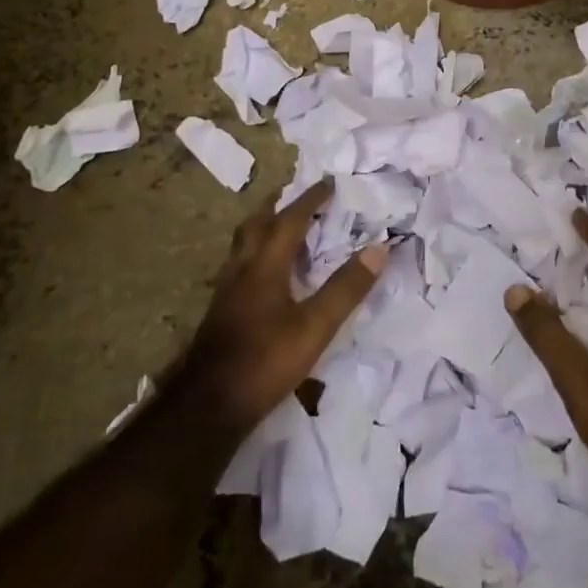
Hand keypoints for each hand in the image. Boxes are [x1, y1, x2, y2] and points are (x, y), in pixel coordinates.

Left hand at [174, 181, 384, 436]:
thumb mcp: (315, 326)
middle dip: (278, 205)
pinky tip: (263, 274)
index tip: (328, 182)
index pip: (290, 220)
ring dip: (263, 228)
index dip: (310, 199)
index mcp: (265, 265)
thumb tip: (379, 247)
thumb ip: (346, 288)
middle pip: (257, 224)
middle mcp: (242, 269)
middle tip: (296, 196)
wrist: (208, 405)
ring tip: (280, 227)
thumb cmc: (265, 360)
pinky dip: (256, 254)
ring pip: (244, 245)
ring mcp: (227, 291)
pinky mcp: (221, 312)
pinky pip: (239, 266)